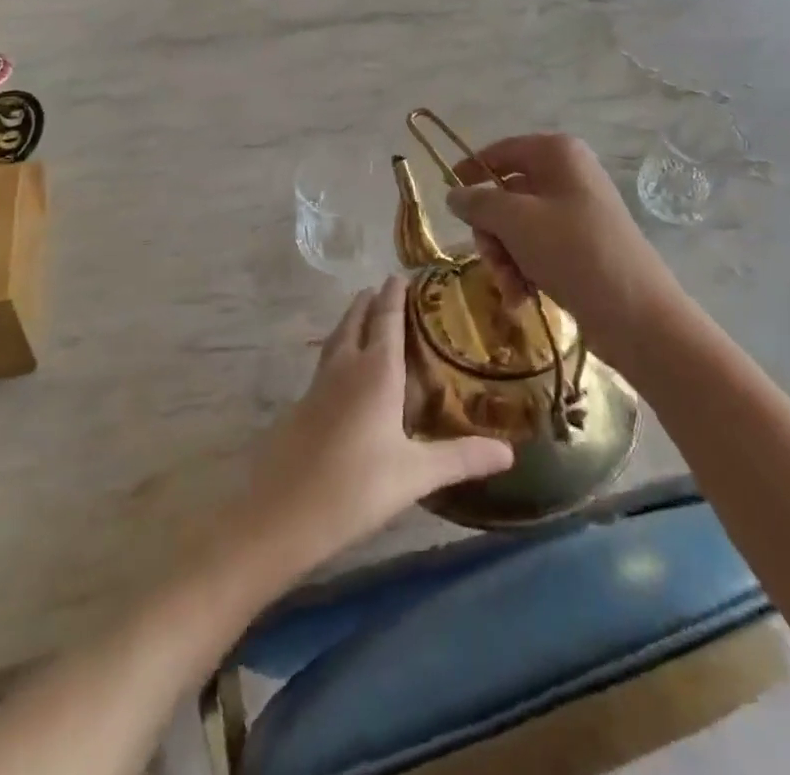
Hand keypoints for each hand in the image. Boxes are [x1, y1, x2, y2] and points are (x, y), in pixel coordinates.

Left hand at [236, 276, 512, 579]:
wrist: (279, 515)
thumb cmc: (354, 487)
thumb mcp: (414, 474)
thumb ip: (461, 458)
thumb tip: (509, 451)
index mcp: (376, 370)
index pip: (386, 318)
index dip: (394, 294)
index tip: (402, 274)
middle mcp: (346, 366)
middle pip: (356, 319)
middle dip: (370, 301)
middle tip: (385, 289)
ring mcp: (319, 384)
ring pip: (337, 338)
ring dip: (351, 320)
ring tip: (364, 314)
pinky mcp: (302, 405)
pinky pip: (326, 361)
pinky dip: (339, 348)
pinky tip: (345, 371)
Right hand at [444, 134, 679, 360]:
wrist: (636, 313)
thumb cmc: (573, 251)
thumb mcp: (516, 221)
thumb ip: (479, 203)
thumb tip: (454, 195)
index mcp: (557, 154)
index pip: (502, 151)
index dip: (473, 169)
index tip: (449, 194)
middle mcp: (569, 176)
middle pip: (508, 194)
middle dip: (492, 231)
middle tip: (490, 258)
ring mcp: (578, 212)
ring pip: (519, 226)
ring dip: (505, 257)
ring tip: (510, 287)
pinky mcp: (583, 246)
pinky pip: (539, 248)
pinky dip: (524, 270)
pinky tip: (522, 297)